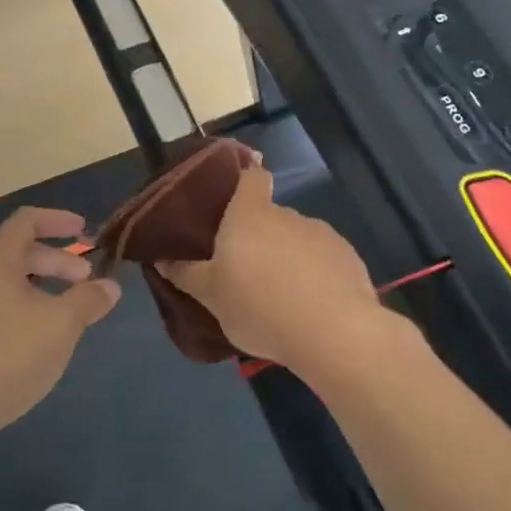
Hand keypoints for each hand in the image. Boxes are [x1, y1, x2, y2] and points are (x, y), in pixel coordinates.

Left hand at [0, 207, 121, 447]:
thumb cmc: (4, 356)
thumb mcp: (59, 326)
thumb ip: (87, 301)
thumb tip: (110, 286)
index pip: (27, 220)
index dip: (57, 220)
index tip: (83, 230)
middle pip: (18, 253)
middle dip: (56, 261)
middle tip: (85, 280)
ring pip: (6, 284)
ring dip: (40, 290)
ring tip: (66, 315)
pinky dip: (22, 312)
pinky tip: (36, 344)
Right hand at [158, 166, 385, 375]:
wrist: (334, 333)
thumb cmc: (259, 306)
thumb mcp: (211, 296)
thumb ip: (186, 274)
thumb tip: (161, 258)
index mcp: (249, 214)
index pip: (252, 177)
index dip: (245, 180)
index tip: (235, 198)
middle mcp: (287, 215)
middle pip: (271, 215)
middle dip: (260, 237)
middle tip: (247, 271)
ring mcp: (322, 234)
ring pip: (298, 240)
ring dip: (289, 258)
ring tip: (281, 297)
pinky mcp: (349, 259)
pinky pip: (324, 261)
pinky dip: (316, 276)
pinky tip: (312, 307)